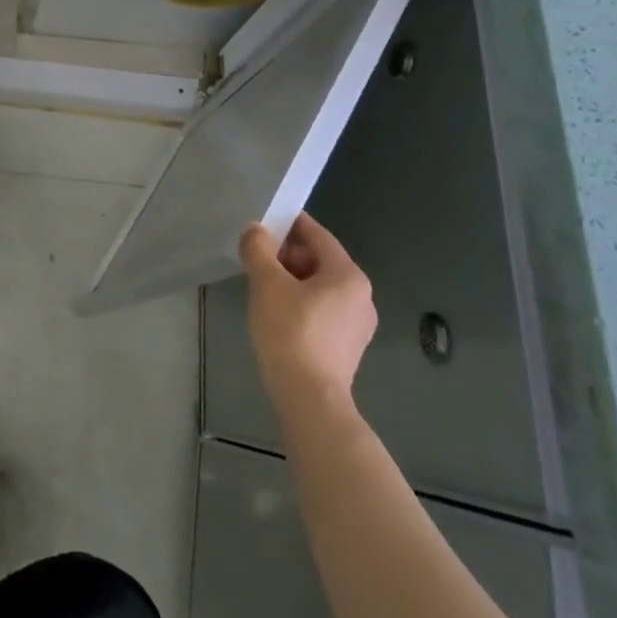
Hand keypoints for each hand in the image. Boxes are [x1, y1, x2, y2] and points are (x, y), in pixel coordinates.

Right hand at [240, 212, 376, 411]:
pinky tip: (278, 314)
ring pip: (320, 287)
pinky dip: (301, 303)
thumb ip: (259, 250)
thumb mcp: (267, 283)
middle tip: (256, 258)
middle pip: (320, 261)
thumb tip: (255, 230)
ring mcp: (358, 324)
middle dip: (287, 255)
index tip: (265, 220)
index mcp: (348, 275)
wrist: (309, 397)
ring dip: (292, 280)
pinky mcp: (348, 346)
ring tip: (262, 287)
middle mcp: (361, 296)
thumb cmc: (291, 331)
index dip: (290, 224)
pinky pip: (323, 310)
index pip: (318, 235)